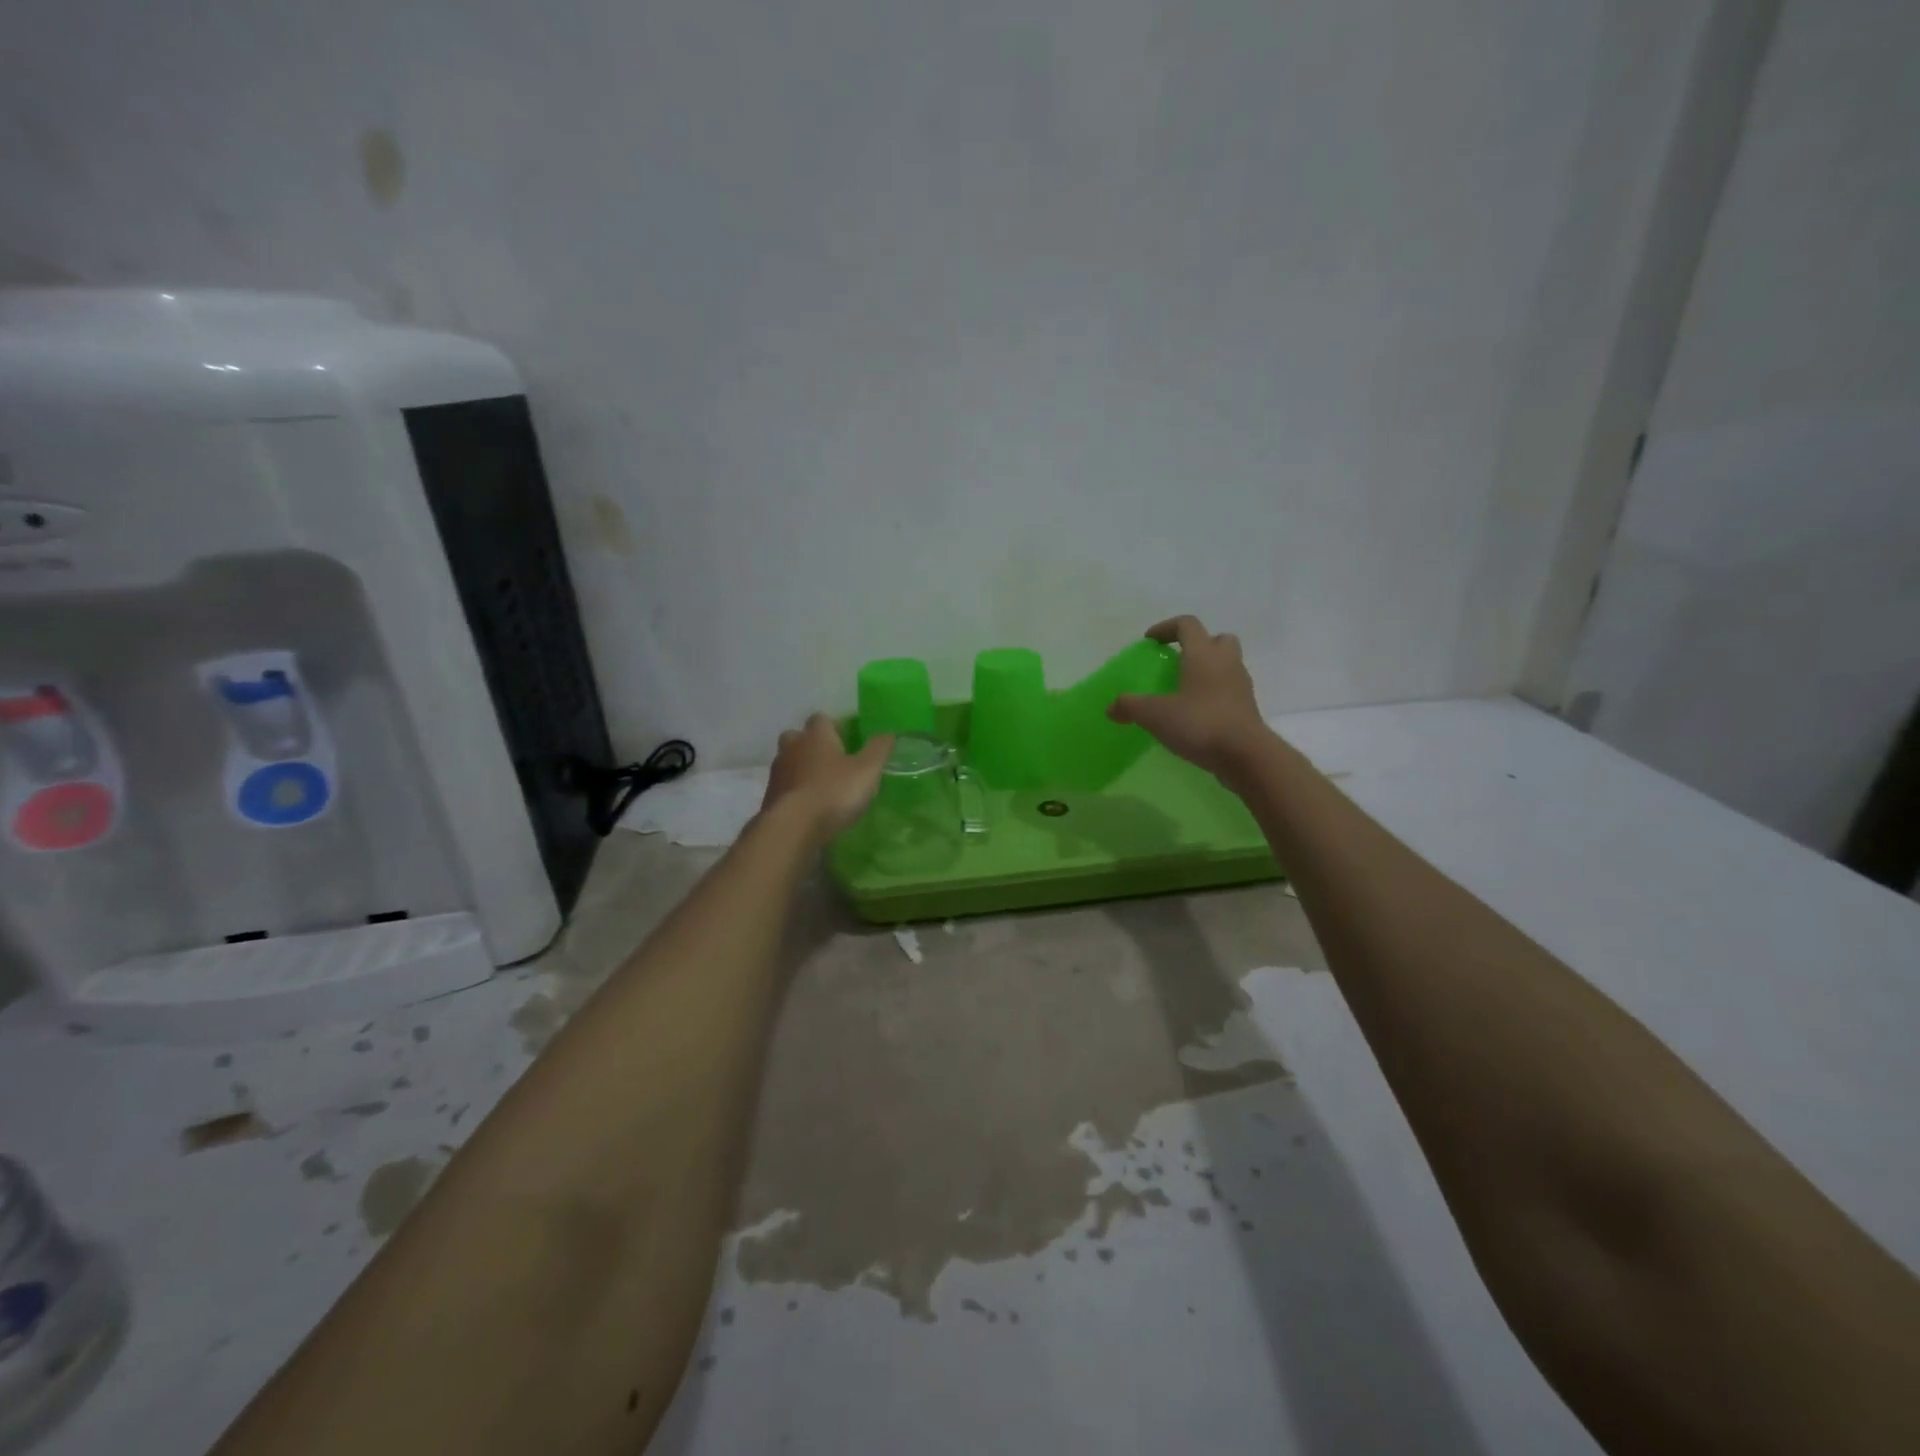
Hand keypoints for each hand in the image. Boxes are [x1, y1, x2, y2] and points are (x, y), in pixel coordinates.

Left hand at [761, 713, 891, 842]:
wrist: (794, 826)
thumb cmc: (834, 791)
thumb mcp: (867, 770)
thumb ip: (879, 749)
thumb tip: (889, 733)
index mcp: (816, 736)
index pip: (821, 718)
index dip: (834, 727)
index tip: (847, 740)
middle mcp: (792, 747)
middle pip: (797, 736)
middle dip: (811, 744)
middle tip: (830, 760)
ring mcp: (777, 772)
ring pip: (788, 762)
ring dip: (801, 769)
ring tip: (820, 786)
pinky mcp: (769, 796)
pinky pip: (784, 786)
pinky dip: (794, 791)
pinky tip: (808, 806)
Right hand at [1109, 615, 1271, 780]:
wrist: (1245, 755)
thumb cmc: (1199, 723)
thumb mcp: (1154, 715)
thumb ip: (1130, 706)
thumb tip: (1111, 708)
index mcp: (1203, 654)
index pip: (1187, 625)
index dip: (1166, 628)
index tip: (1150, 641)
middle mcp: (1226, 663)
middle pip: (1216, 639)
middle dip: (1197, 645)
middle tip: (1176, 661)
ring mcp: (1240, 685)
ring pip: (1226, 665)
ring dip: (1207, 670)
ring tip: (1183, 690)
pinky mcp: (1247, 708)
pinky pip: (1229, 690)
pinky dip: (1214, 694)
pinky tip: (1196, 713)